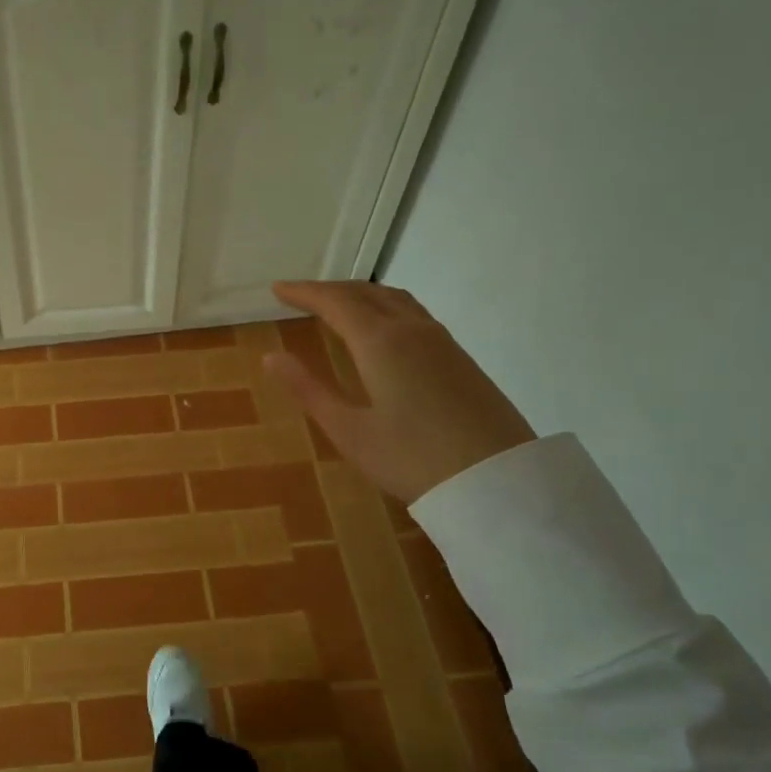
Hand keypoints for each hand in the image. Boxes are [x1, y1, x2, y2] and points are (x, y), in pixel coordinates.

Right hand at [265, 281, 533, 504]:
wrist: (498, 482)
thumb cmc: (412, 459)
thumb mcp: (349, 431)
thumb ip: (309, 390)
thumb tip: (272, 357)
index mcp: (380, 342)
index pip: (335, 301)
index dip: (304, 292)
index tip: (278, 289)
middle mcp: (412, 329)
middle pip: (366, 293)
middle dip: (330, 290)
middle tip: (301, 296)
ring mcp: (442, 341)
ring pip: (394, 299)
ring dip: (360, 294)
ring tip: (338, 305)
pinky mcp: (460, 358)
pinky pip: (414, 313)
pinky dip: (385, 307)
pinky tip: (382, 328)